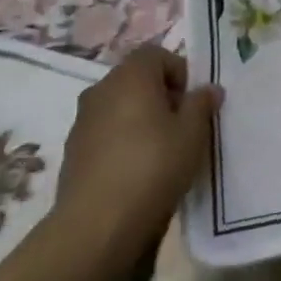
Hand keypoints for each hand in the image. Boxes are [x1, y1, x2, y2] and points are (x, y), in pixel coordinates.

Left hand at [36, 45, 220, 280]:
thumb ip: (201, 104)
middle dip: (161, 96)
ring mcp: (82, 120)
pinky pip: (105, 132)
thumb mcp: (192, 134)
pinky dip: (121, 141)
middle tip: (181, 127)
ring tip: (160, 152)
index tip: (191, 103)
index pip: (157, 54)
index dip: (179, 72)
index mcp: (131, 76)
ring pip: (119, 107)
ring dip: (139, 119)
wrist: (95, 225)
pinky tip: (135, 171)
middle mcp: (102, 89)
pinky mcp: (72, 151)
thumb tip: (208, 89)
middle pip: (137, 79)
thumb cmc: (152, 167)